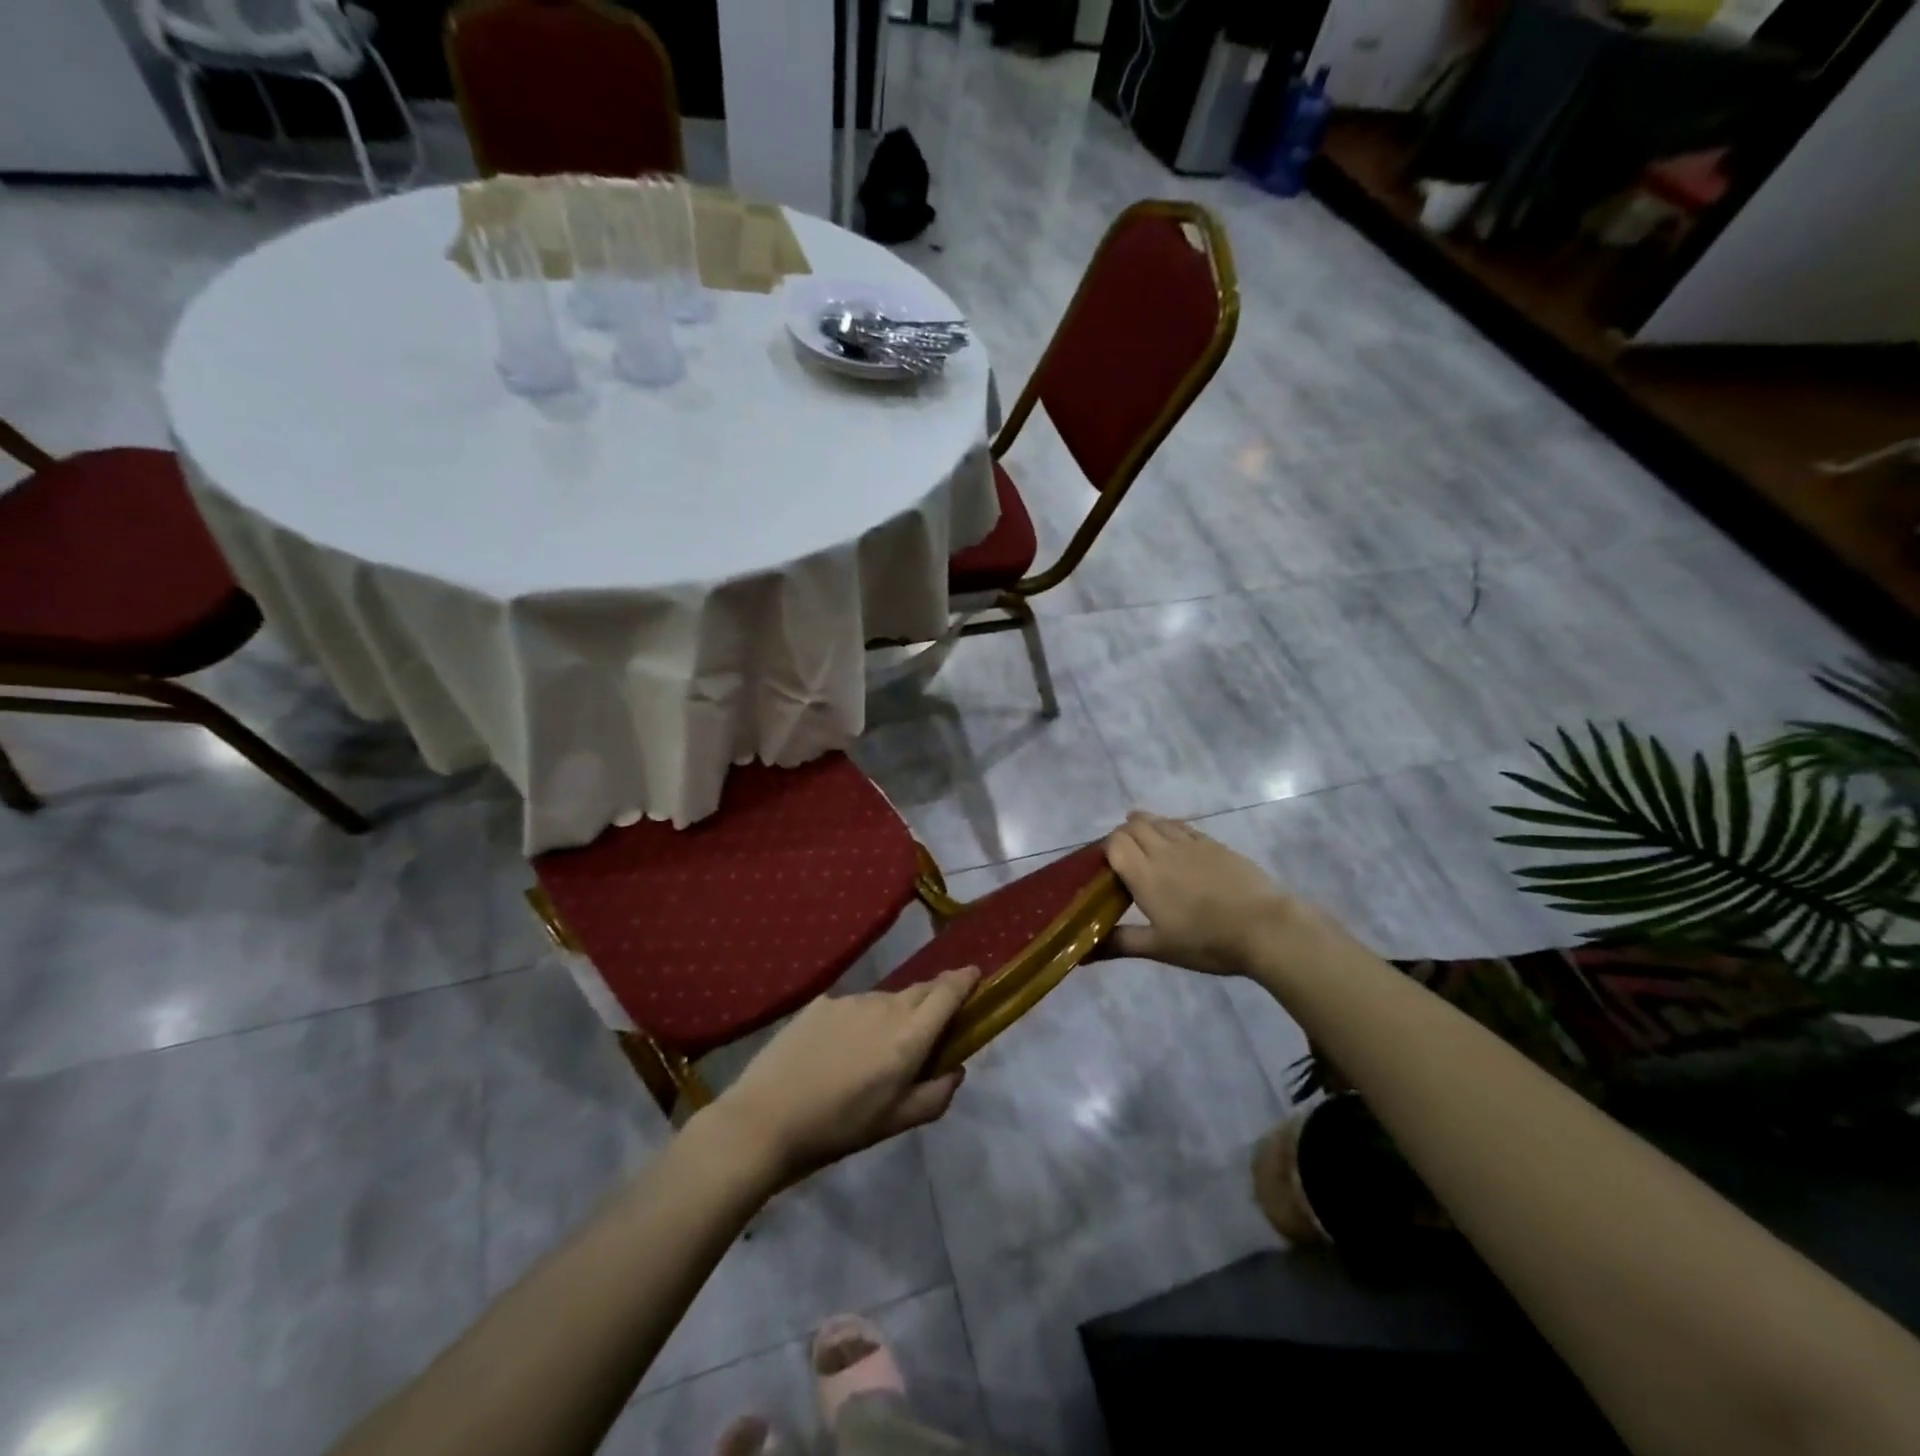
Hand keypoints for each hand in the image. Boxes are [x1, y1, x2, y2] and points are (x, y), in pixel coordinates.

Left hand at [699, 966, 981, 1183]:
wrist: (765, 1119)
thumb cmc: (838, 1127)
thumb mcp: (894, 1123)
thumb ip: (935, 1096)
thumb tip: (956, 1069)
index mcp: (908, 1037)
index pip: (947, 993)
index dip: (964, 980)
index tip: (974, 974)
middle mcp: (884, 1007)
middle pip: (920, 991)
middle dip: (934, 999)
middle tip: (932, 1024)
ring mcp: (850, 1000)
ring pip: (886, 999)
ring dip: (893, 1014)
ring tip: (876, 1049)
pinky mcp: (820, 1002)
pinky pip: (854, 1005)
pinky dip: (860, 1019)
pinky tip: (840, 1049)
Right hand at [1104, 812, 1307, 975]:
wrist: (1266, 928)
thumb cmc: (1207, 941)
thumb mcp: (1160, 948)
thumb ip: (1120, 943)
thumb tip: (1081, 952)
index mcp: (1145, 875)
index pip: (1114, 843)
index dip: (1106, 849)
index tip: (1106, 868)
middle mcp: (1163, 851)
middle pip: (1134, 826)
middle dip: (1123, 835)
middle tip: (1124, 858)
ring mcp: (1191, 844)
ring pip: (1158, 821)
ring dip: (1145, 825)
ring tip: (1143, 840)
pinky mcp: (1214, 844)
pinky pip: (1183, 826)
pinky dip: (1169, 827)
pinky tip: (1173, 839)